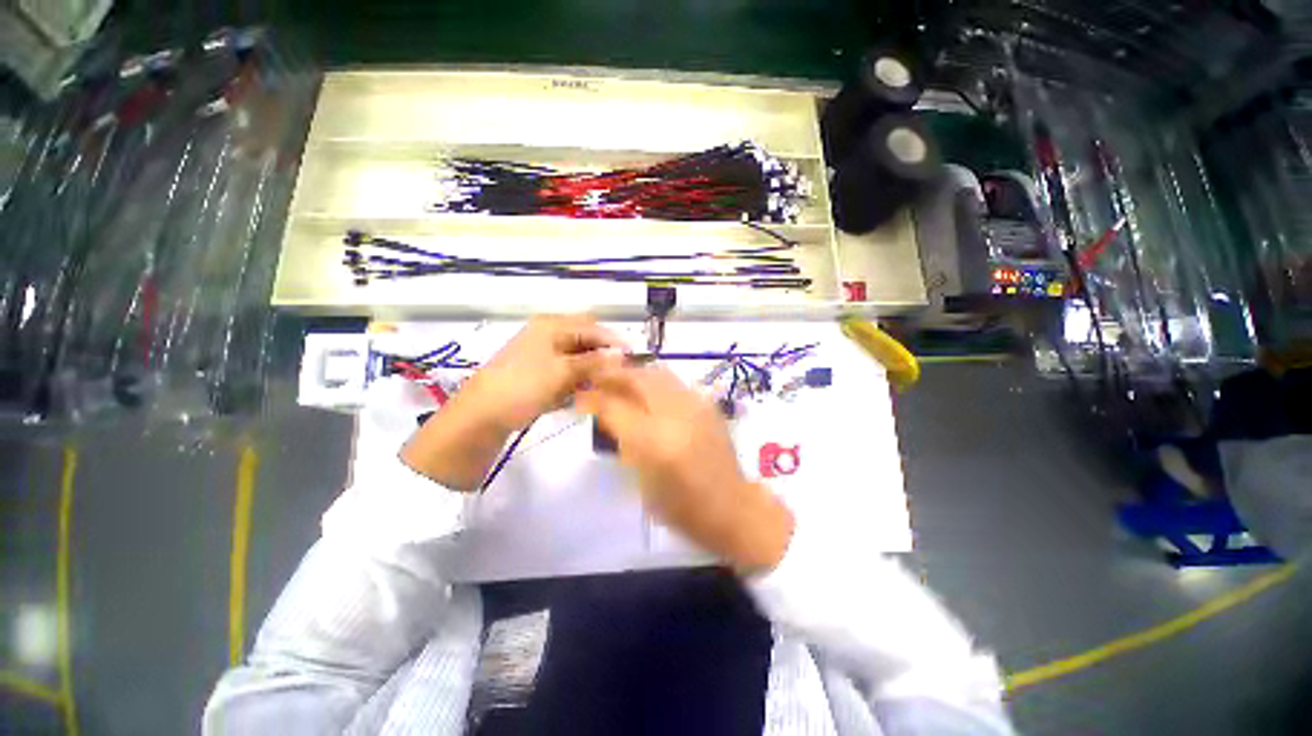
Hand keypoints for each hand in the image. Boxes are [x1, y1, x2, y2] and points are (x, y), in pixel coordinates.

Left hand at [461, 315, 623, 432]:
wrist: (483, 413)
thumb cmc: (524, 385)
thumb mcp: (563, 371)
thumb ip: (594, 362)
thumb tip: (622, 355)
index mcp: (552, 325)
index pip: (592, 326)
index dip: (613, 340)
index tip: (632, 357)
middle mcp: (549, 334)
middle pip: (585, 340)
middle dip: (603, 356)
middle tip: (619, 373)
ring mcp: (544, 353)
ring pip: (578, 357)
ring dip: (591, 370)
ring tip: (603, 385)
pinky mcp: (541, 371)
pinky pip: (567, 371)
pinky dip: (578, 379)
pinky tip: (584, 392)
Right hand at [578, 362, 794, 573]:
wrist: (731, 507)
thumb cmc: (680, 507)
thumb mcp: (641, 480)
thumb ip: (622, 441)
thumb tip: (605, 413)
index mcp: (654, 442)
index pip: (614, 406)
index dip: (592, 398)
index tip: (580, 397)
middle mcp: (675, 415)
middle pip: (637, 378)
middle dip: (613, 375)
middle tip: (598, 379)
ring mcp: (696, 405)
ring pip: (658, 373)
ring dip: (635, 373)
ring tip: (621, 381)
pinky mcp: (709, 404)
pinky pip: (676, 383)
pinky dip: (657, 382)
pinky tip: (650, 392)